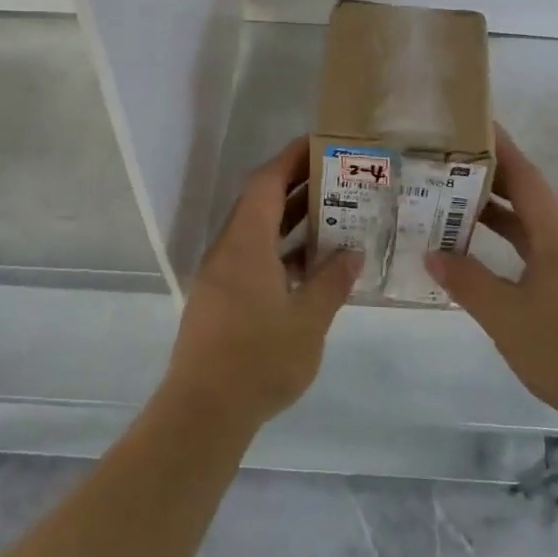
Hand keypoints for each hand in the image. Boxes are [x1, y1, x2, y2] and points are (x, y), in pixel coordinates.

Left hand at [160, 137, 362, 433]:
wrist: (204, 412)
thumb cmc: (258, 359)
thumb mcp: (308, 320)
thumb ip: (332, 281)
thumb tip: (353, 252)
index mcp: (245, 244)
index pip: (266, 183)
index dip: (291, 158)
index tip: (320, 144)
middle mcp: (229, 251)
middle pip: (260, 203)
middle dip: (296, 186)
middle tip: (338, 177)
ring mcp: (222, 276)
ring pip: (257, 233)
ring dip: (290, 221)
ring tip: (333, 214)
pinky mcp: (221, 300)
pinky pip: (253, 258)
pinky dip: (281, 251)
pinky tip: (311, 265)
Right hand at [426, 128, 557, 432]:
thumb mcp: (506, 315)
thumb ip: (467, 281)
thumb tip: (432, 252)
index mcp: (557, 232)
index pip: (524, 174)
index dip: (498, 146)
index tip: (469, 123)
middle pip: (527, 194)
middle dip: (488, 177)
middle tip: (443, 164)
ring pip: (531, 223)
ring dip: (496, 212)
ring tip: (452, 203)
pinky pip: (537, 247)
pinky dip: (508, 241)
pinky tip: (482, 254)